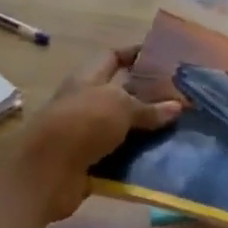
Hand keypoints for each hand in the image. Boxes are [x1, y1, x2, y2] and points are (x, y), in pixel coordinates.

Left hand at [9, 46, 181, 221]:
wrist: (45, 172)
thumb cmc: (82, 123)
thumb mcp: (120, 107)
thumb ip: (149, 108)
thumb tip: (177, 106)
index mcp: (88, 78)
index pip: (112, 57)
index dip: (135, 54)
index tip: (163, 57)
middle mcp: (86, 103)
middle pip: (121, 95)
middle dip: (148, 97)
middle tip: (182, 99)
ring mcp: (85, 134)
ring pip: (122, 129)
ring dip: (145, 132)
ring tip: (180, 131)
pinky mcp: (88, 163)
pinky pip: (118, 157)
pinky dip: (136, 159)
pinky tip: (163, 160)